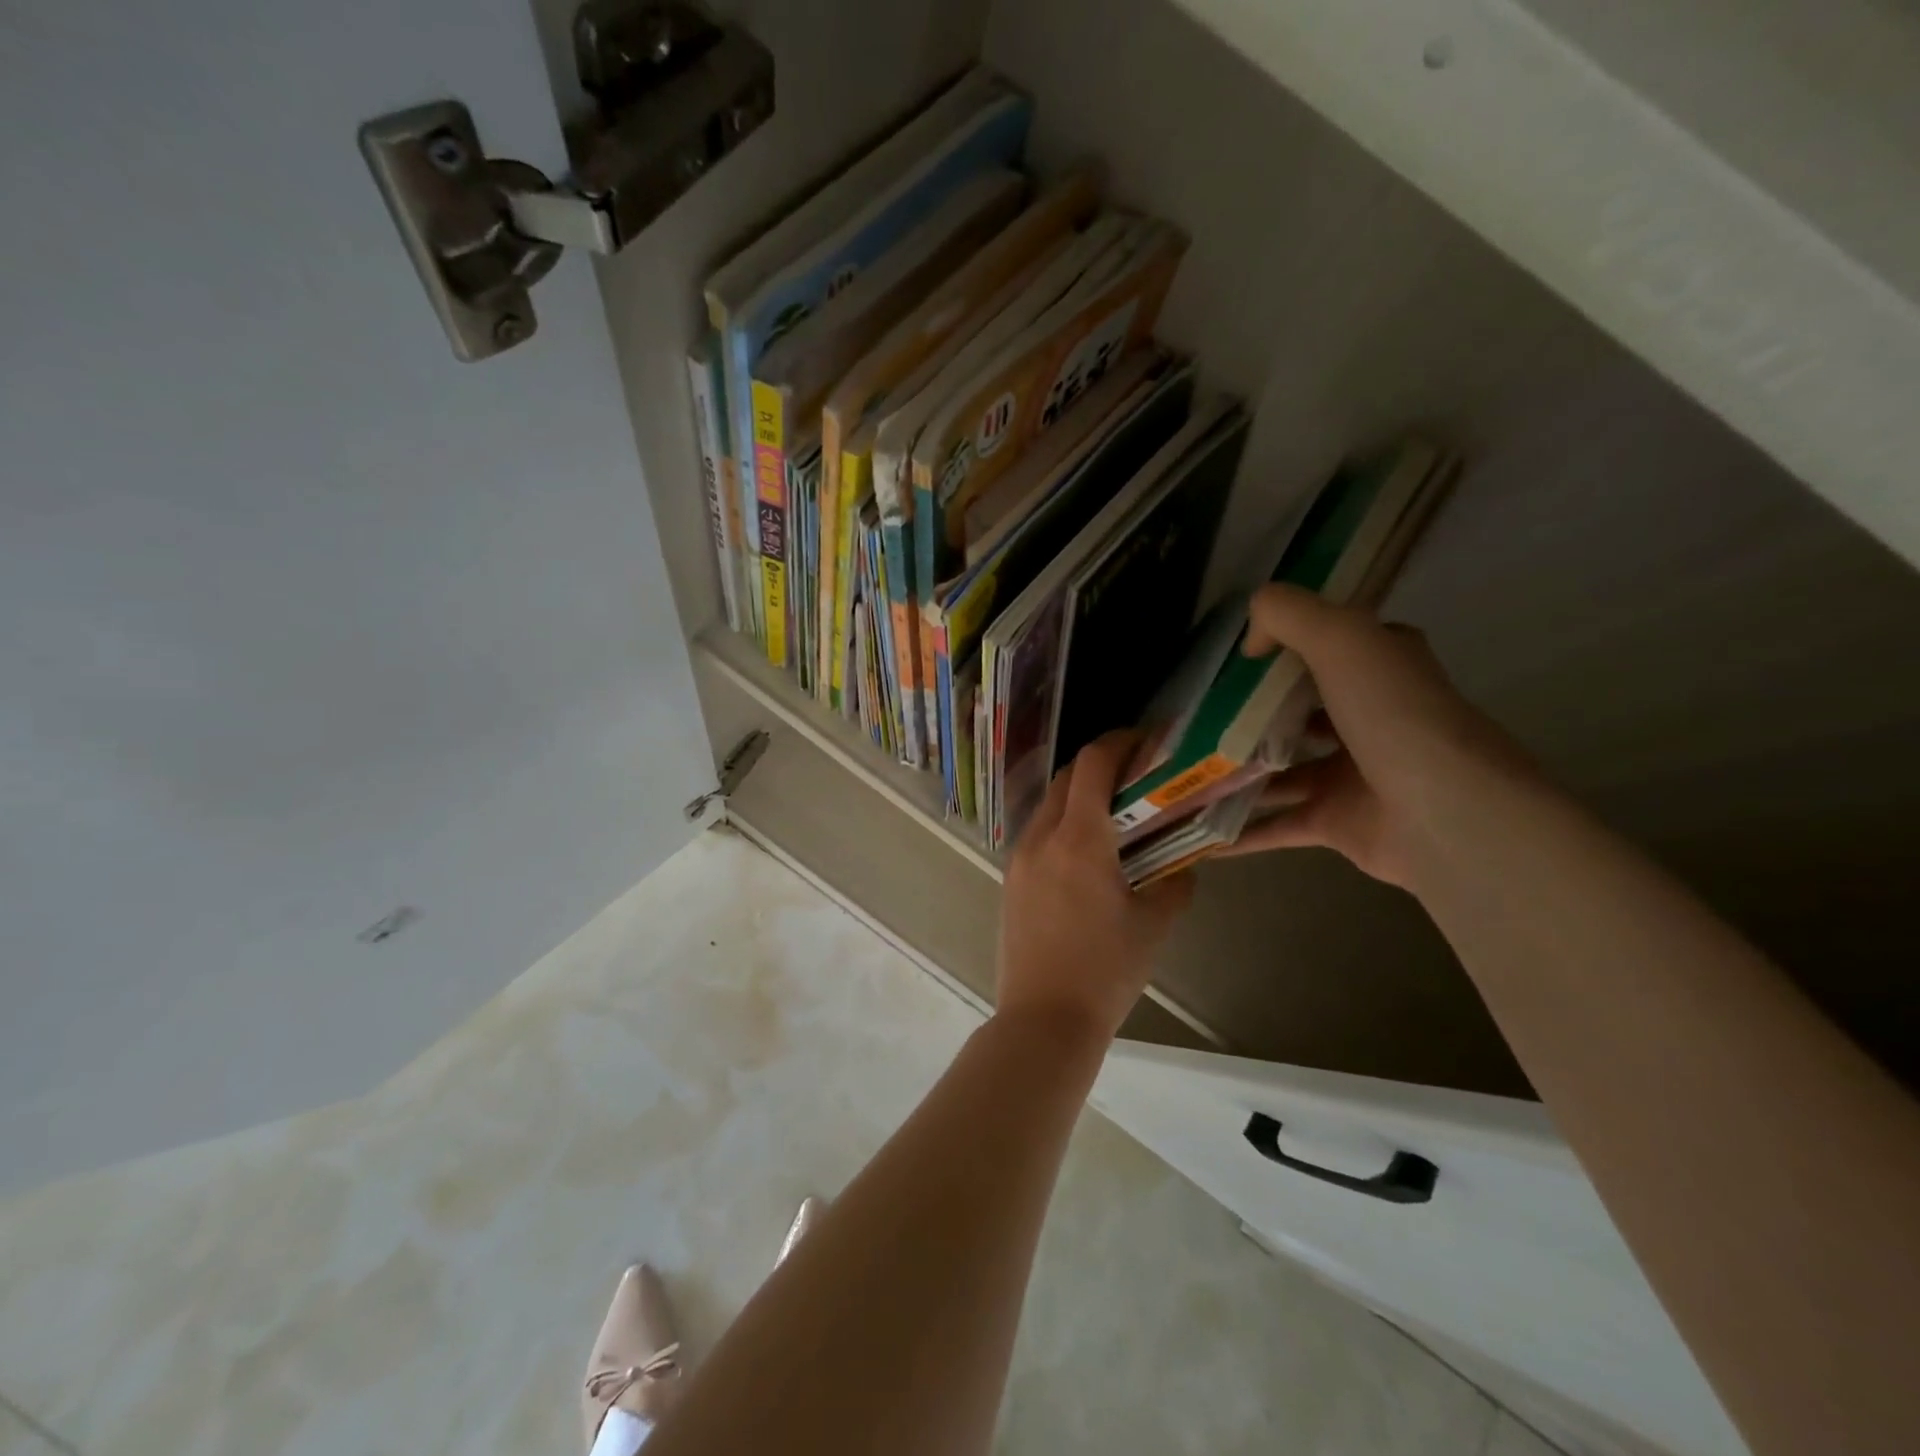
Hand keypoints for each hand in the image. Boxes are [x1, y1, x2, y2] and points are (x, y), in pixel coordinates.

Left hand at [998, 731, 1194, 1044]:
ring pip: (1049, 804)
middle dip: (1101, 766)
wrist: (1044, 1018)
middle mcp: (1042, 836)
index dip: (1119, 741)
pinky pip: (1038, 832)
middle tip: (1136, 777)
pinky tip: (1087, 851)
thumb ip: (1175, 882)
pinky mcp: (1009, 878)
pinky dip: (1063, 824)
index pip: (1093, 763)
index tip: (1145, 741)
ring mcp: (1019, 857)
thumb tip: (1183, 862)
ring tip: (1114, 814)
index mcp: (1080, 839)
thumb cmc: (1106, 970)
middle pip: (1068, 777)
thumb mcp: (1155, 924)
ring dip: (1079, 795)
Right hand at [1219, 584, 1535, 886]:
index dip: (1284, 645)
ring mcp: (1350, 775)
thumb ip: (1289, 615)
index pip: (1329, 647)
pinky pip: (1276, 825)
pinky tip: (1199, 833)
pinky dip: (1240, 832)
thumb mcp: (1342, 637)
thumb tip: (1250, 642)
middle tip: (1194, 714)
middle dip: (1249, 713)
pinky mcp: (1335, 823)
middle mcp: (1366, 719)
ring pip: (1280, 770)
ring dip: (1236, 772)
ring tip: (1185, 769)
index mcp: (1377, 670)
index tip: (1232, 656)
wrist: (1446, 814)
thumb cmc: (1394, 716)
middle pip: (1298, 710)